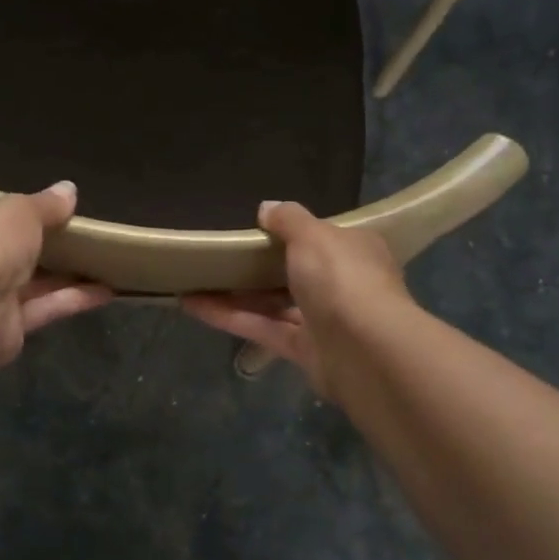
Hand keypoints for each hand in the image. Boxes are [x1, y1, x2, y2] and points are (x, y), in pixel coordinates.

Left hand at [0, 182, 113, 365]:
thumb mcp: (21, 211)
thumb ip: (47, 204)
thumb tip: (69, 190)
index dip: (16, 211)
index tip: (49, 208)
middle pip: (10, 249)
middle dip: (44, 244)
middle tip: (83, 234)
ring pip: (31, 281)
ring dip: (66, 274)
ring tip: (103, 262)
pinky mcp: (8, 327)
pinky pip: (45, 307)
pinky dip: (73, 299)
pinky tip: (108, 291)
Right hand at [181, 199, 408, 398]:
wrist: (365, 351)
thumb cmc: (341, 279)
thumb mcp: (313, 235)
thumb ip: (288, 219)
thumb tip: (266, 208)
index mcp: (354, 251)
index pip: (323, 238)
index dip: (293, 232)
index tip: (258, 228)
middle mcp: (343, 285)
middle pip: (296, 273)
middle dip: (259, 266)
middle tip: (220, 255)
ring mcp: (324, 321)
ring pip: (275, 304)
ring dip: (236, 293)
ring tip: (195, 280)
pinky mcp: (304, 351)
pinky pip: (262, 328)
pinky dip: (229, 317)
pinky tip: (192, 305)